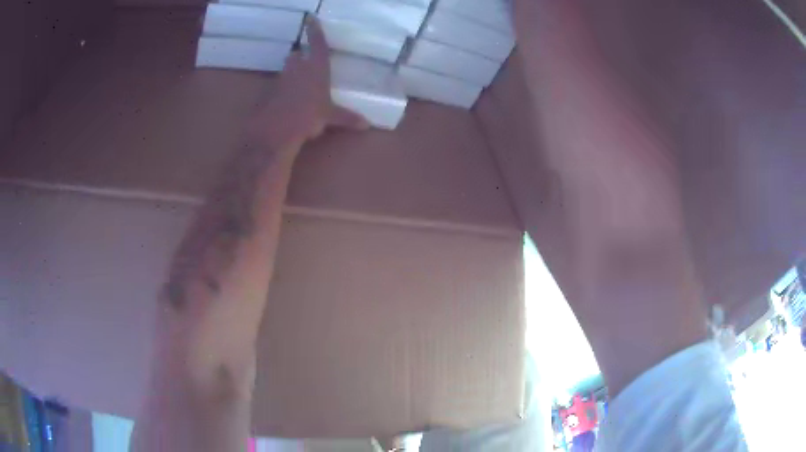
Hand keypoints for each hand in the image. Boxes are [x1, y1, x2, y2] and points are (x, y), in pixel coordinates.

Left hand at [247, 16, 368, 152]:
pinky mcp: (270, 91)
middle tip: (307, 63)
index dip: (314, 30)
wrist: (276, 131)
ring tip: (300, 84)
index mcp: (317, 68)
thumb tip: (366, 124)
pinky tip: (289, 101)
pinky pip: (279, 85)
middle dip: (301, 57)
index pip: (317, 43)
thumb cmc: (309, 116)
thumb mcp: (330, 117)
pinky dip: (284, 90)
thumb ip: (347, 117)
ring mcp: (282, 79)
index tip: (310, 18)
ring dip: (293, 73)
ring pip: (287, 69)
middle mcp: (298, 68)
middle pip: (297, 56)